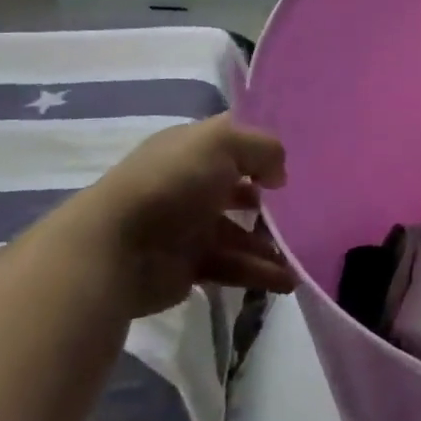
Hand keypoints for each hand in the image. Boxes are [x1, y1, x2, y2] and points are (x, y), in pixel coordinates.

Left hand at [67, 114, 292, 317]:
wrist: (114, 249)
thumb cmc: (171, 184)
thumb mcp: (222, 143)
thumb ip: (263, 148)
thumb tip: (278, 175)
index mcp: (193, 149)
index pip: (234, 139)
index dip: (263, 146)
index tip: (299, 158)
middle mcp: (192, 185)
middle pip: (241, 189)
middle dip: (273, 201)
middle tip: (306, 211)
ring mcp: (191, 227)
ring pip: (241, 233)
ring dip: (272, 244)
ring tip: (304, 256)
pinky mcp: (190, 265)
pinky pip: (234, 266)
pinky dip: (260, 273)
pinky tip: (287, 281)